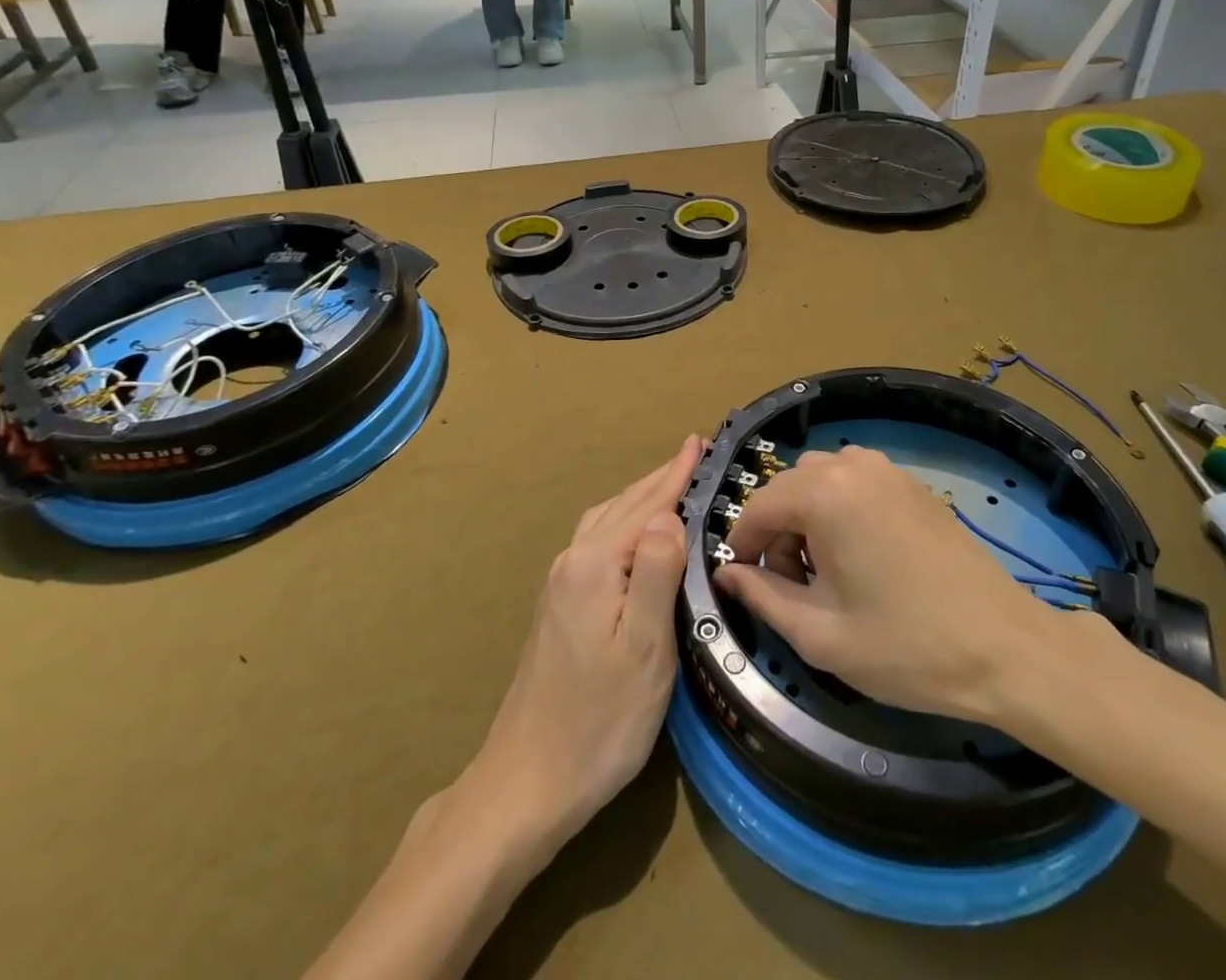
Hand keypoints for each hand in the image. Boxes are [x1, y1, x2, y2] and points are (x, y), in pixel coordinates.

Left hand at [465, 434, 699, 853]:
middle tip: (692, 454)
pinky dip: (623, 521)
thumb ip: (658, 573)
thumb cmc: (598, 720)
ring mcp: (560, 584)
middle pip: (623, 505)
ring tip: (671, 484)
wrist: (527, 782)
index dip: (676, 474)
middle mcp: (573, 562)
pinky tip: (634, 535)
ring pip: (606, 521)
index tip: (698, 441)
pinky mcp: (558, 605)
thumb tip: (669, 516)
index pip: (646, 505)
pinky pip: (596, 540)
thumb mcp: (645, 649)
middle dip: (660, 478)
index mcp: (596, 565)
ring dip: (640, 497)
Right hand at [716, 445, 1119, 724]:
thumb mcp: (821, 635)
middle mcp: (853, 465)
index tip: (744, 582)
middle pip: (789, 488)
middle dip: (776, 532)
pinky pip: (854, 482)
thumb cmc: (906, 647)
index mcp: (826, 493)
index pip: (760, 506)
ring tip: (824, 574)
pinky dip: (839, 508)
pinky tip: (858, 557)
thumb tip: (727, 574)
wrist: (1004, 648)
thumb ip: (763, 597)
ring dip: (807, 516)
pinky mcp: (911, 483)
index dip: (743, 545)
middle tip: (789, 587)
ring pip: (820, 480)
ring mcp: (887, 469)